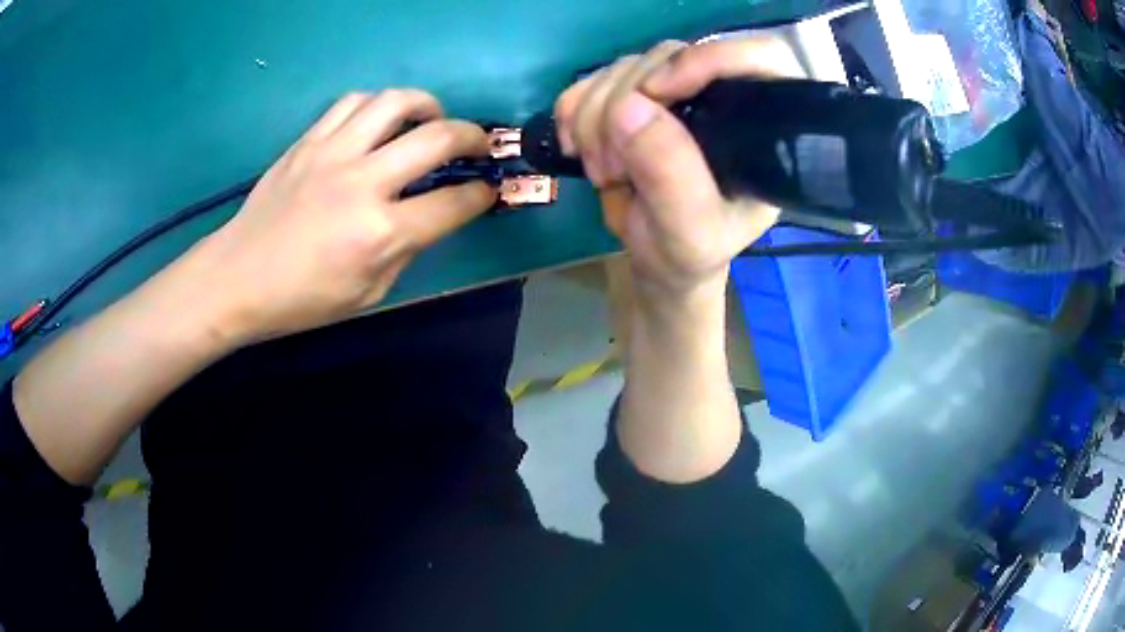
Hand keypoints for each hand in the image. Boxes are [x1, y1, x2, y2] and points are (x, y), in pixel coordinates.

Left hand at [196, 90, 495, 341]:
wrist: (237, 277)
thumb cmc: (301, 299)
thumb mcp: (368, 293)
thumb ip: (406, 249)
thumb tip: (430, 215)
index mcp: (381, 232)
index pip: (453, 203)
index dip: (481, 195)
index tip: (487, 190)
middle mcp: (363, 182)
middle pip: (437, 137)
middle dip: (474, 136)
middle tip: (479, 144)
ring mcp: (333, 153)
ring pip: (395, 102)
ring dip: (427, 105)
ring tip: (430, 120)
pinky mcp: (308, 141)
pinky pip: (353, 102)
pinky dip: (378, 105)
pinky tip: (379, 121)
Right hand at [554, 36, 803, 298]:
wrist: (656, 258)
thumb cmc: (688, 253)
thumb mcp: (690, 231)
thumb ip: (670, 174)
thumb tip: (628, 106)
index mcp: (760, 128)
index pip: (760, 57)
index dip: (710, 58)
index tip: (658, 93)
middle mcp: (720, 99)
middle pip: (671, 56)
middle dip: (625, 104)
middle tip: (611, 167)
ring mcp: (673, 93)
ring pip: (627, 66)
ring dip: (595, 115)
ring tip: (601, 171)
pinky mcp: (633, 97)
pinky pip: (595, 79)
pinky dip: (574, 108)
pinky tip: (575, 146)